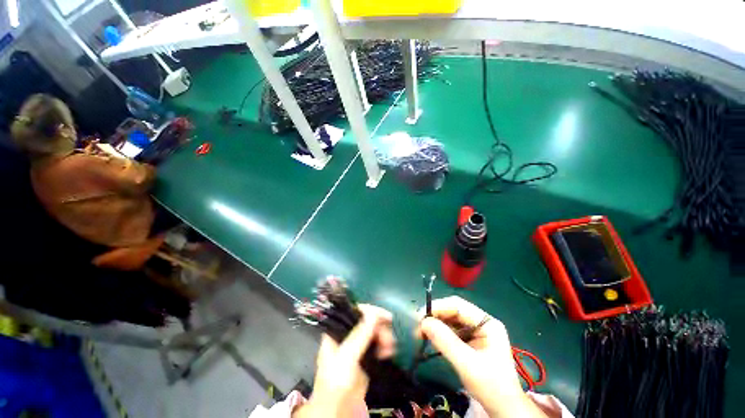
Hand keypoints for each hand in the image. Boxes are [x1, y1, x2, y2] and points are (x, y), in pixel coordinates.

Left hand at [295, 305, 395, 417]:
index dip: (369, 311)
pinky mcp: (366, 356)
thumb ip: (359, 336)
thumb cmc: (336, 383)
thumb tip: (373, 313)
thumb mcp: (346, 358)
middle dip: (380, 327)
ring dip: (384, 336)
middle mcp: (347, 334)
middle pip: (367, 320)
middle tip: (388, 339)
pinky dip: (385, 345)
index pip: (354, 311)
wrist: (339, 411)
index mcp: (337, 330)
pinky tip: (388, 352)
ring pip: (374, 331)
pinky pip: (378, 343)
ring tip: (389, 347)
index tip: (384, 316)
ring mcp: (357, 345)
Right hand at [416, 296, 545, 417]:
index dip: (439, 307)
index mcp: (487, 323)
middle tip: (418, 324)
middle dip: (436, 316)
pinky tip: (430, 337)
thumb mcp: (467, 364)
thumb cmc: (491, 387)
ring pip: (451, 320)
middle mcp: (481, 323)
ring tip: (421, 331)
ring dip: (436, 324)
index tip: (421, 315)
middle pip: (454, 311)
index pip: (459, 306)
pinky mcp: (469, 342)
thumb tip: (424, 322)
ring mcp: (476, 332)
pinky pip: (451, 331)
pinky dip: (439, 333)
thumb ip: (445, 341)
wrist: (503, 410)